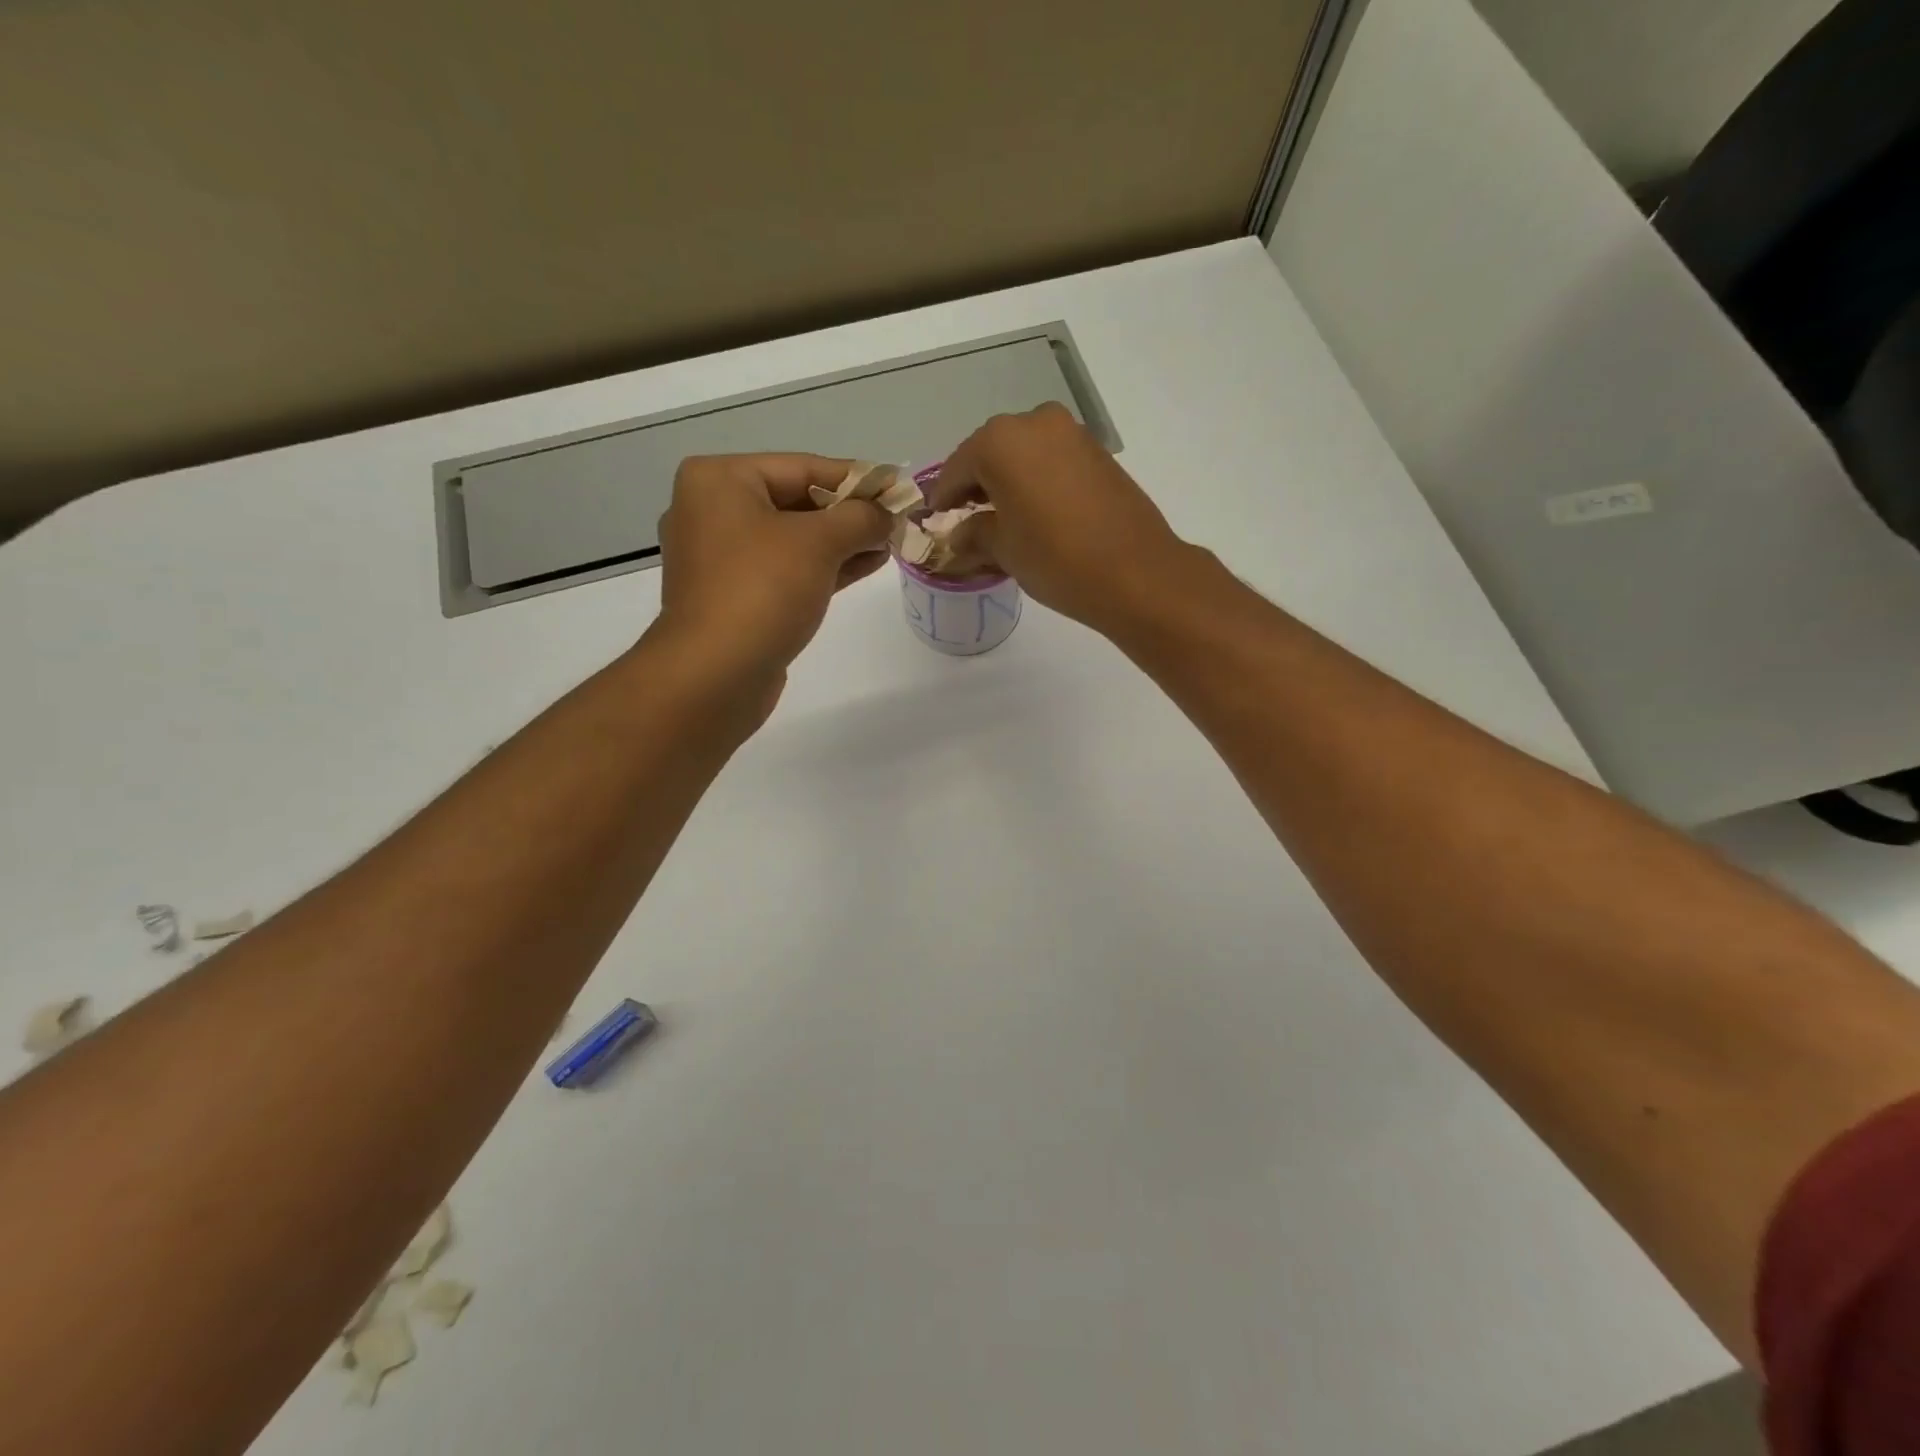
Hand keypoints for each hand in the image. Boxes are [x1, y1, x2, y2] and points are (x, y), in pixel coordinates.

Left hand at [651, 453, 889, 690]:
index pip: (803, 467)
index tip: (898, 487)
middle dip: (850, 514)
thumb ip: (860, 518)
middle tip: (897, 520)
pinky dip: (823, 566)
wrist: (715, 674)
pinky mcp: (733, 596)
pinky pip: (785, 569)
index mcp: (720, 480)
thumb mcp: (819, 542)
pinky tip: (865, 566)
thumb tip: (887, 513)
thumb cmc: (762, 590)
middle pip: (796, 501)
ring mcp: (720, 557)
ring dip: (842, 542)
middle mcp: (711, 511)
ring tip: (889, 544)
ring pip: (793, 539)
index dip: (857, 478)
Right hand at [928, 404, 1190, 632]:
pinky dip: (1035, 481)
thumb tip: (959, 534)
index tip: (933, 521)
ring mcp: (1071, 433)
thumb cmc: (1056, 559)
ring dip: (1007, 482)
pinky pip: (1051, 461)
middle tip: (966, 521)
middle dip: (975, 486)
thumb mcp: (1003, 549)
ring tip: (1001, 521)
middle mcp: (1034, 423)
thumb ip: (973, 534)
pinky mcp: (1097, 452)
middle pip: (990, 454)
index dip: (942, 499)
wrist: (1136, 573)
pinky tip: (1034, 513)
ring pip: (1023, 455)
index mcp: (1000, 441)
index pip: (956, 469)